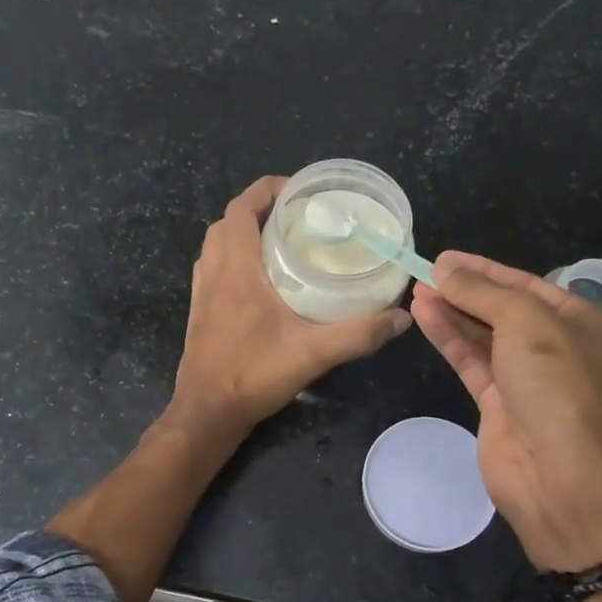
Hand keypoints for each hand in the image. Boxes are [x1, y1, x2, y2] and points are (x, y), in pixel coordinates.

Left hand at [171, 176, 411, 434]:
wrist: (206, 412)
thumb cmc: (252, 375)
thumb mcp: (312, 354)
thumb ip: (358, 334)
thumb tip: (400, 317)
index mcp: (235, 269)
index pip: (242, 208)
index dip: (268, 189)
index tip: (302, 191)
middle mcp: (213, 272)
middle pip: (230, 220)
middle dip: (262, 208)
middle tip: (300, 216)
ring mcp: (202, 291)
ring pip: (219, 243)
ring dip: (246, 231)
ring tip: (284, 240)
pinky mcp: (201, 309)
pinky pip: (215, 265)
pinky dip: (236, 256)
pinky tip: (264, 278)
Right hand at [411, 251, 601, 570]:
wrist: (559, 473)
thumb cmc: (556, 384)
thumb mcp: (525, 322)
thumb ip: (482, 292)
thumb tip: (444, 270)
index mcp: (584, 322)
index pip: (529, 285)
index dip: (486, 269)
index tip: (446, 257)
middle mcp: (558, 347)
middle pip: (504, 309)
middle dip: (465, 290)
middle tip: (425, 272)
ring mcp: (527, 377)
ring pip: (483, 335)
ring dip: (451, 312)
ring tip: (415, 289)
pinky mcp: (498, 403)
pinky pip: (471, 360)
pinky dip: (448, 337)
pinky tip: (423, 315)